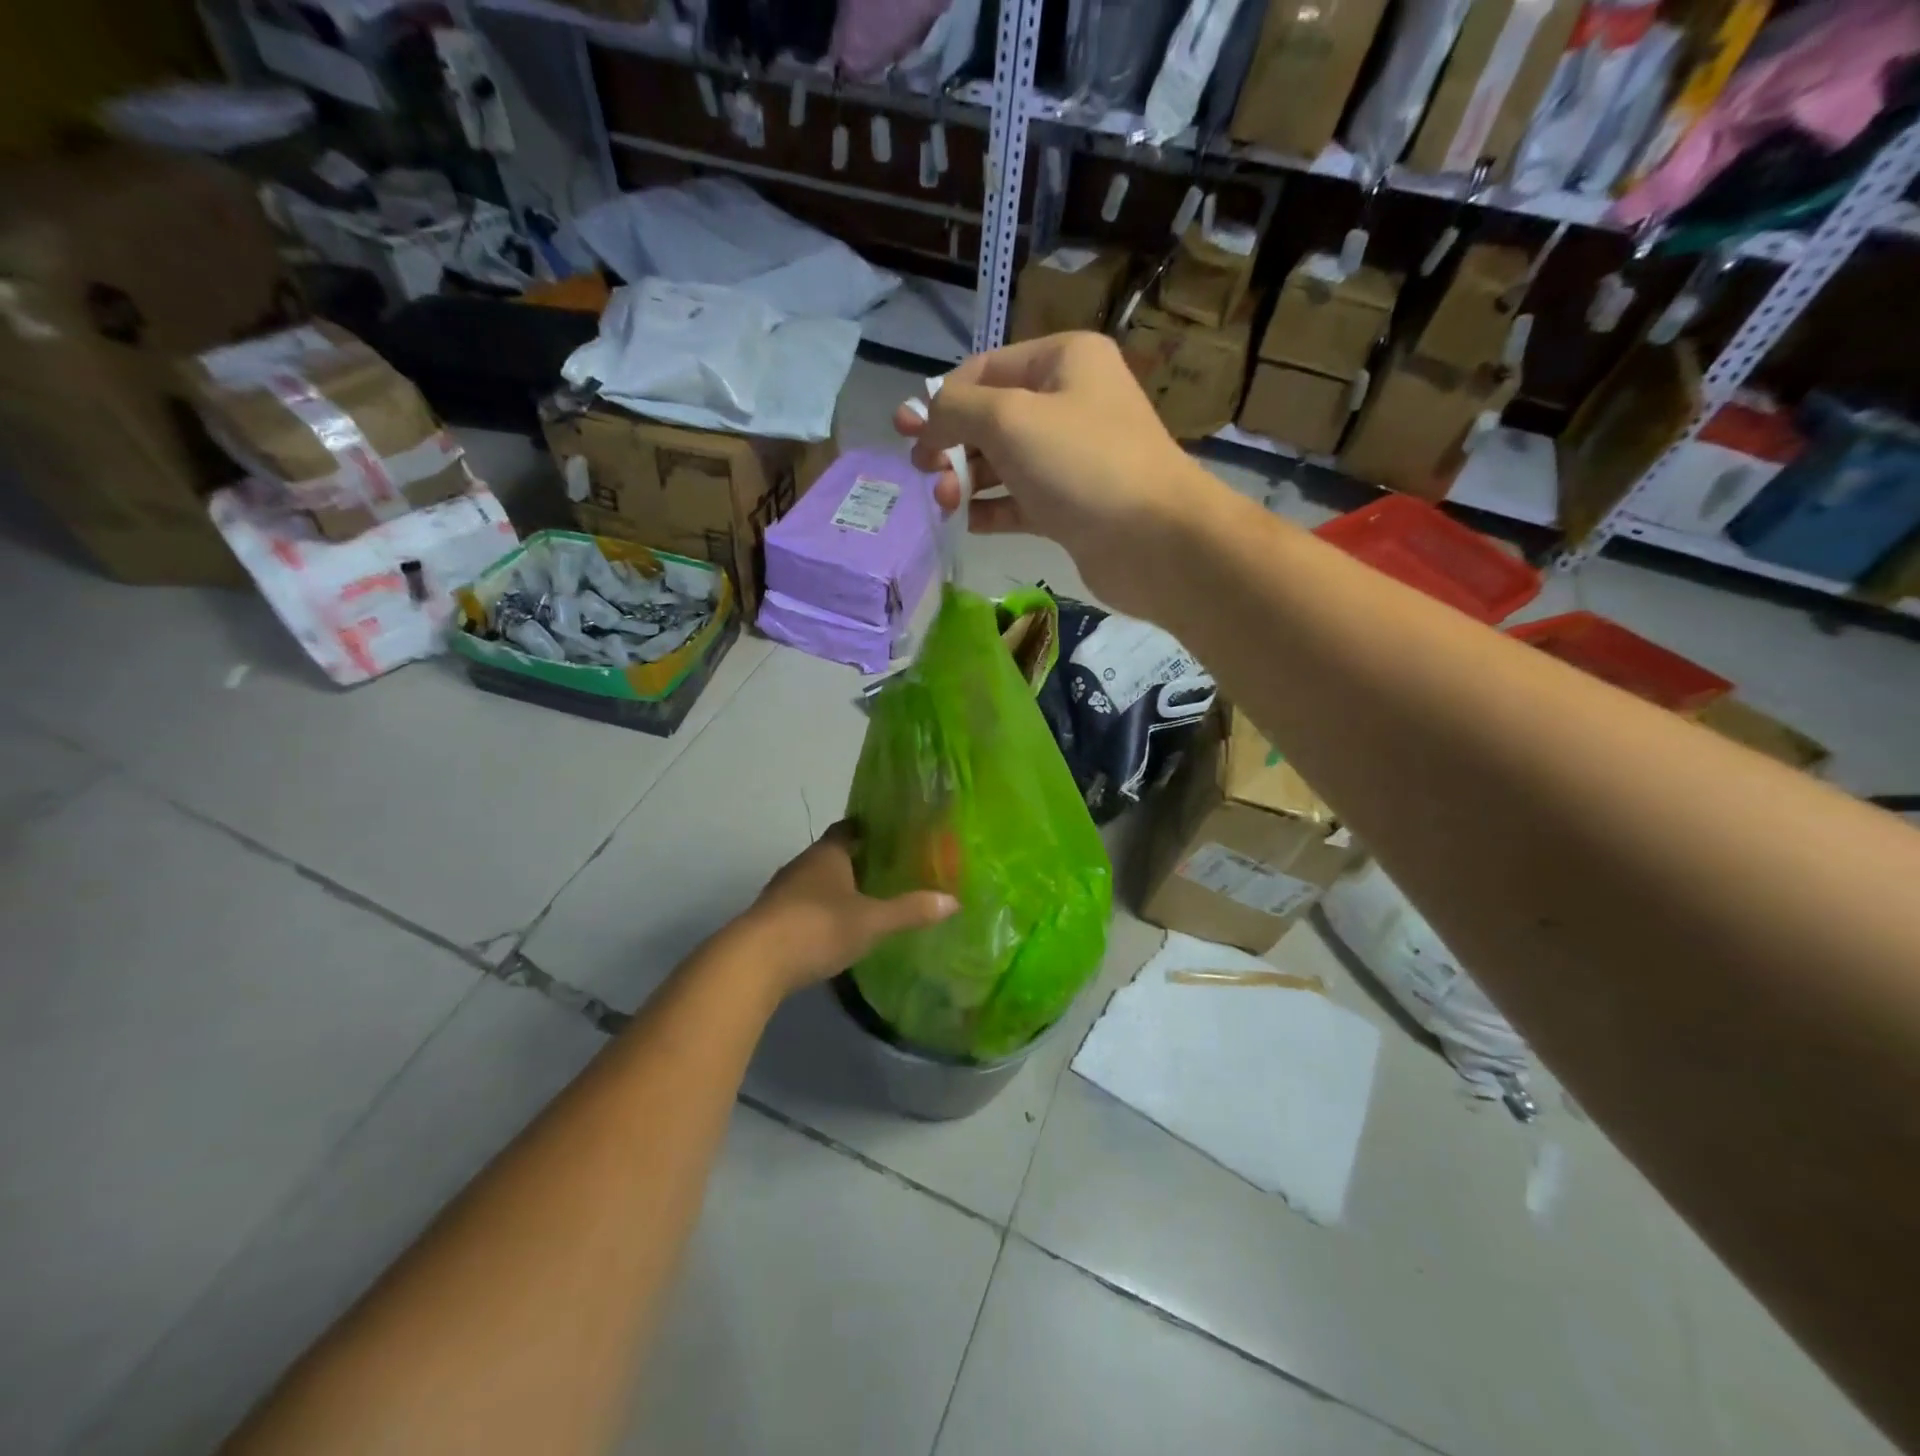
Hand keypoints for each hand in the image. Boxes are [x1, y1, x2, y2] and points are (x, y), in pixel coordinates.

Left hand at [735, 822, 957, 998]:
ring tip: (866, 900)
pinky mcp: (771, 920)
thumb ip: (910, 910)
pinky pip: (803, 906)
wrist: (754, 963)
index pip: (849, 828)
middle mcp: (802, 865)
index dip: (869, 828)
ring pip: (816, 882)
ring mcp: (782, 893)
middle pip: (833, 855)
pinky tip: (835, 929)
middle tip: (890, 870)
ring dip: (837, 889)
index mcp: (827, 854)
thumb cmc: (818, 927)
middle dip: (858, 861)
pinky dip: (821, 912)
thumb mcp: (871, 921)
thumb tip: (953, 901)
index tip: (893, 834)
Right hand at [891, 331, 1218, 615]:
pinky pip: (1020, 501)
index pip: (985, 369)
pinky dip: (992, 510)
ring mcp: (1072, 458)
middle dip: (952, 444)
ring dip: (966, 480)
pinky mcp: (1072, 506)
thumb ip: (956, 409)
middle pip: (991, 417)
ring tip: (943, 502)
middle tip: (922, 473)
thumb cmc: (1082, 464)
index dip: (941, 399)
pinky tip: (968, 523)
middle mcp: (1070, 402)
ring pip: (1004, 462)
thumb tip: (925, 416)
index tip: (907, 434)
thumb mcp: (1009, 418)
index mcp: (1063, 361)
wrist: (1154, 541)